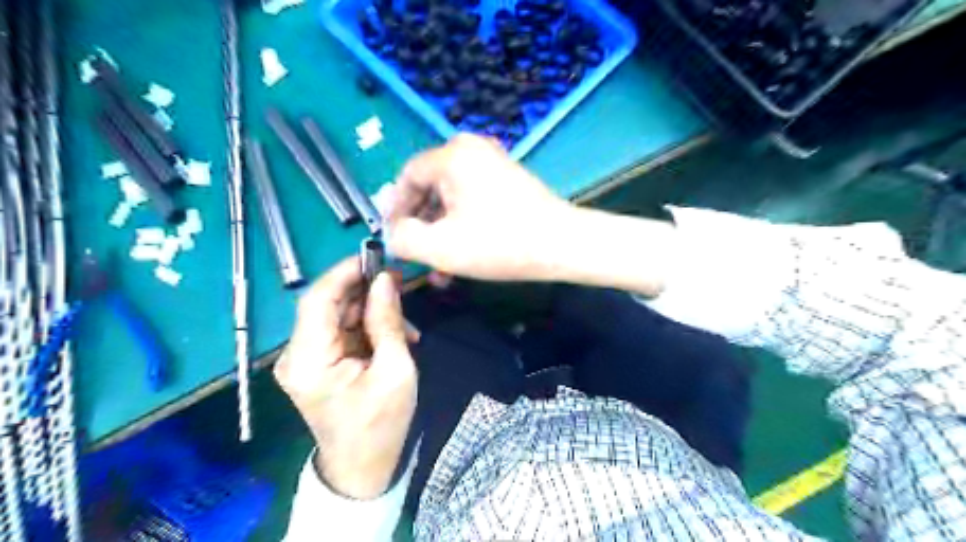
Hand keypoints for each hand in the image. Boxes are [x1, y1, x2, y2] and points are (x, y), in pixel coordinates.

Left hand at [275, 259, 418, 499]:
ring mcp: (305, 359)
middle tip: (400, 285)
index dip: (345, 272)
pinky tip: (395, 336)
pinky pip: (342, 331)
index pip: (317, 299)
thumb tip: (385, 280)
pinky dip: (368, 327)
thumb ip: (386, 321)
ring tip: (406, 326)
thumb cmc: (381, 424)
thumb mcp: (395, 370)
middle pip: (327, 305)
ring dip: (371, 311)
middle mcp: (296, 355)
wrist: (363, 467)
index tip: (377, 256)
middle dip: (365, 291)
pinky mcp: (317, 363)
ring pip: (337, 315)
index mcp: (308, 360)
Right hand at [385, 134, 572, 281]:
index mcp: (452, 155)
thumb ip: (403, 238)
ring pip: (451, 198)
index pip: (406, 177)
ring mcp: (492, 163)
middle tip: (418, 255)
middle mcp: (471, 149)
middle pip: (429, 187)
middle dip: (421, 226)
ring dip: (442, 231)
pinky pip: (472, 198)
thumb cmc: (499, 243)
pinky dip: (462, 224)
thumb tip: (392, 232)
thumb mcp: (441, 247)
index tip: (394, 239)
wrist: (562, 245)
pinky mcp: (507, 179)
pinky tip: (462, 254)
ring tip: (440, 266)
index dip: (395, 210)